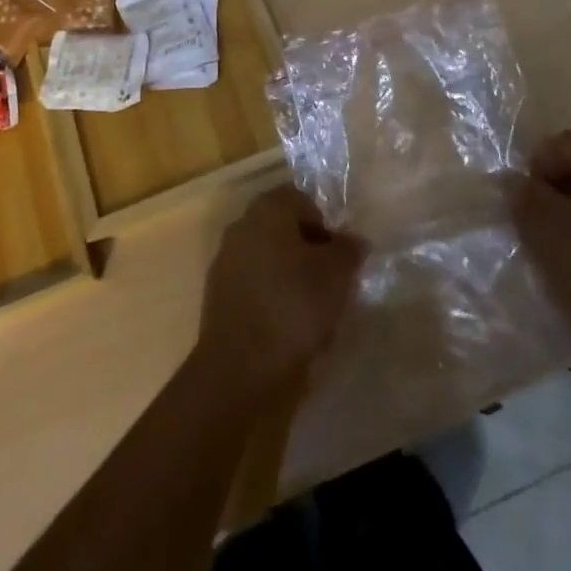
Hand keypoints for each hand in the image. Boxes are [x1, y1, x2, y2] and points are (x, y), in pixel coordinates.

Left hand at [194, 185, 365, 404]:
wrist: (240, 370)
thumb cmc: (294, 307)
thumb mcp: (337, 275)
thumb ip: (349, 250)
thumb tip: (353, 241)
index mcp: (268, 209)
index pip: (303, 200)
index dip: (326, 224)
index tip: (340, 256)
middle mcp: (242, 225)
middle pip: (284, 229)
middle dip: (309, 251)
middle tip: (331, 282)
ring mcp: (226, 261)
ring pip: (270, 259)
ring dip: (292, 277)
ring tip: (314, 312)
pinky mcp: (218, 296)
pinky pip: (255, 286)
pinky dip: (273, 299)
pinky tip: (289, 329)